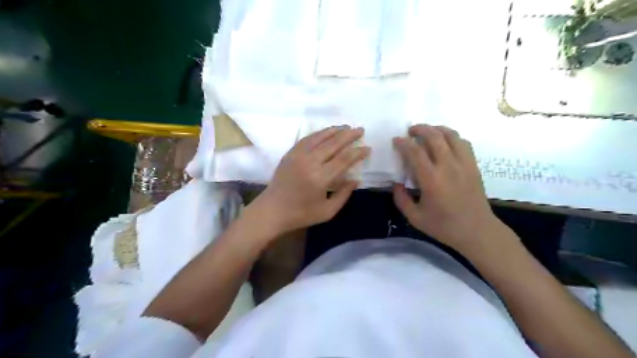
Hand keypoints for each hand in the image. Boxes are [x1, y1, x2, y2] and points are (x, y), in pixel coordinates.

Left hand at [248, 125, 367, 234]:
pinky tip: (327, 132)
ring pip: (320, 138)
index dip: (357, 152)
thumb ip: (344, 194)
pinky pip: (307, 139)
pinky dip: (319, 133)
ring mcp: (298, 155)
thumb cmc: (301, 214)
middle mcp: (310, 162)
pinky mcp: (290, 153)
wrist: (272, 210)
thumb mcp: (327, 211)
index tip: (367, 147)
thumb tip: (356, 179)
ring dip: (335, 131)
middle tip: (360, 130)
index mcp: (320, 178)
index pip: (344, 159)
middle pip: (334, 144)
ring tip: (346, 127)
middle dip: (349, 136)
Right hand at [394, 125, 497, 252]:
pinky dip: (452, 137)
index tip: (396, 140)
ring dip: (437, 129)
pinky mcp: (473, 166)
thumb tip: (396, 184)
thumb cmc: (444, 226)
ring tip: (427, 131)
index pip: (415, 152)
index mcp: (431, 179)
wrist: (477, 231)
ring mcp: (464, 164)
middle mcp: (448, 166)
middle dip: (420, 129)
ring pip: (451, 135)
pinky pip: (463, 143)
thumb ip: (401, 199)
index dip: (403, 143)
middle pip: (434, 136)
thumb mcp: (415, 217)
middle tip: (410, 131)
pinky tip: (445, 142)